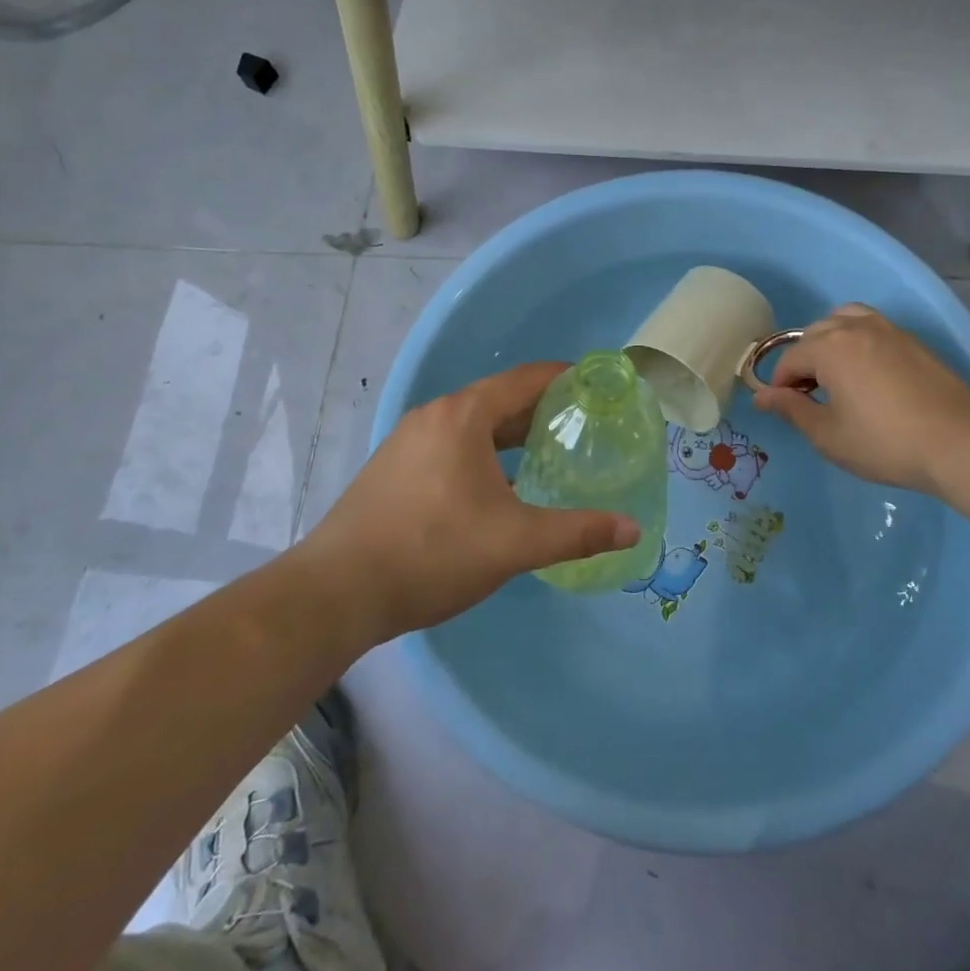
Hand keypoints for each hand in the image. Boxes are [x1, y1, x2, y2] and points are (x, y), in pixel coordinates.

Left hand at [302, 363, 640, 644]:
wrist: (337, 592)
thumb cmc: (432, 552)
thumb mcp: (514, 543)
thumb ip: (577, 533)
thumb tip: (633, 529)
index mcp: (464, 415)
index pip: (528, 379)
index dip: (568, 379)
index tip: (600, 389)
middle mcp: (435, 415)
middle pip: (501, 399)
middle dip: (544, 411)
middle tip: (585, 429)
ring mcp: (408, 440)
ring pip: (474, 425)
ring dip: (512, 435)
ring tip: (549, 456)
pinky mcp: (394, 467)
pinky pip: (452, 445)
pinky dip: (484, 454)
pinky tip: (498, 488)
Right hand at [752, 304, 969, 495]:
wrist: (958, 442)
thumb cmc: (884, 442)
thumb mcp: (828, 435)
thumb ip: (791, 409)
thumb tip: (761, 396)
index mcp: (829, 347)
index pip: (790, 359)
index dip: (780, 386)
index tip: (785, 410)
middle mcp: (854, 327)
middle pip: (813, 335)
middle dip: (803, 362)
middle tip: (810, 398)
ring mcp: (887, 329)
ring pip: (843, 321)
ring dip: (829, 343)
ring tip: (836, 375)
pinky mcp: (911, 340)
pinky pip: (870, 326)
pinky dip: (856, 340)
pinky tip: (866, 373)